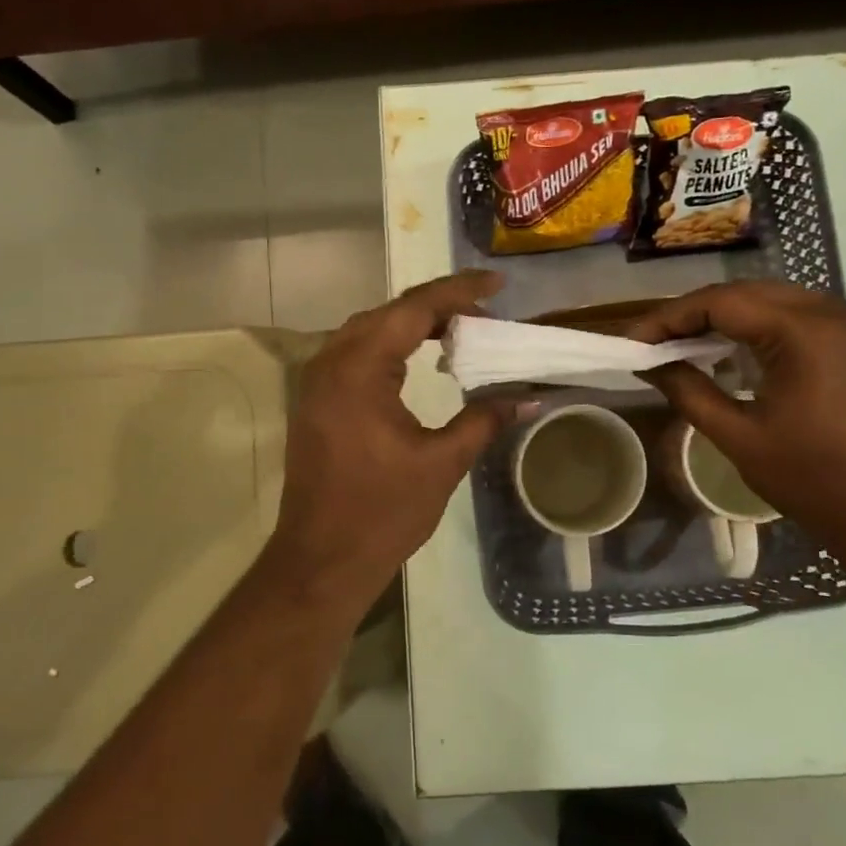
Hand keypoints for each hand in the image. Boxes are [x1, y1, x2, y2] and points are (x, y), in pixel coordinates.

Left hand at [265, 271, 515, 616]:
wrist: (321, 560)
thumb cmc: (382, 512)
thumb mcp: (442, 463)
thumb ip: (484, 420)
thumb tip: (529, 397)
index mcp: (359, 369)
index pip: (413, 309)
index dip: (458, 292)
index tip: (496, 285)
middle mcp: (331, 363)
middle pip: (389, 313)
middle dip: (438, 307)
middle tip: (484, 315)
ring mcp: (318, 382)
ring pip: (369, 331)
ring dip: (412, 325)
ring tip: (458, 333)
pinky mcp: (317, 401)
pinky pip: (356, 354)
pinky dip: (390, 347)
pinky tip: (417, 362)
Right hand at [629, 282, 845, 547]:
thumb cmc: (812, 479)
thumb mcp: (738, 436)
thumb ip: (688, 391)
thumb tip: (648, 364)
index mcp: (804, 332)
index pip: (721, 302)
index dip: (670, 317)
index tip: (634, 339)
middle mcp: (832, 312)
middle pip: (746, 293)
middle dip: (695, 313)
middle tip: (655, 341)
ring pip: (772, 300)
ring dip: (726, 317)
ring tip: (685, 345)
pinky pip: (798, 316)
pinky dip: (759, 326)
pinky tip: (734, 352)